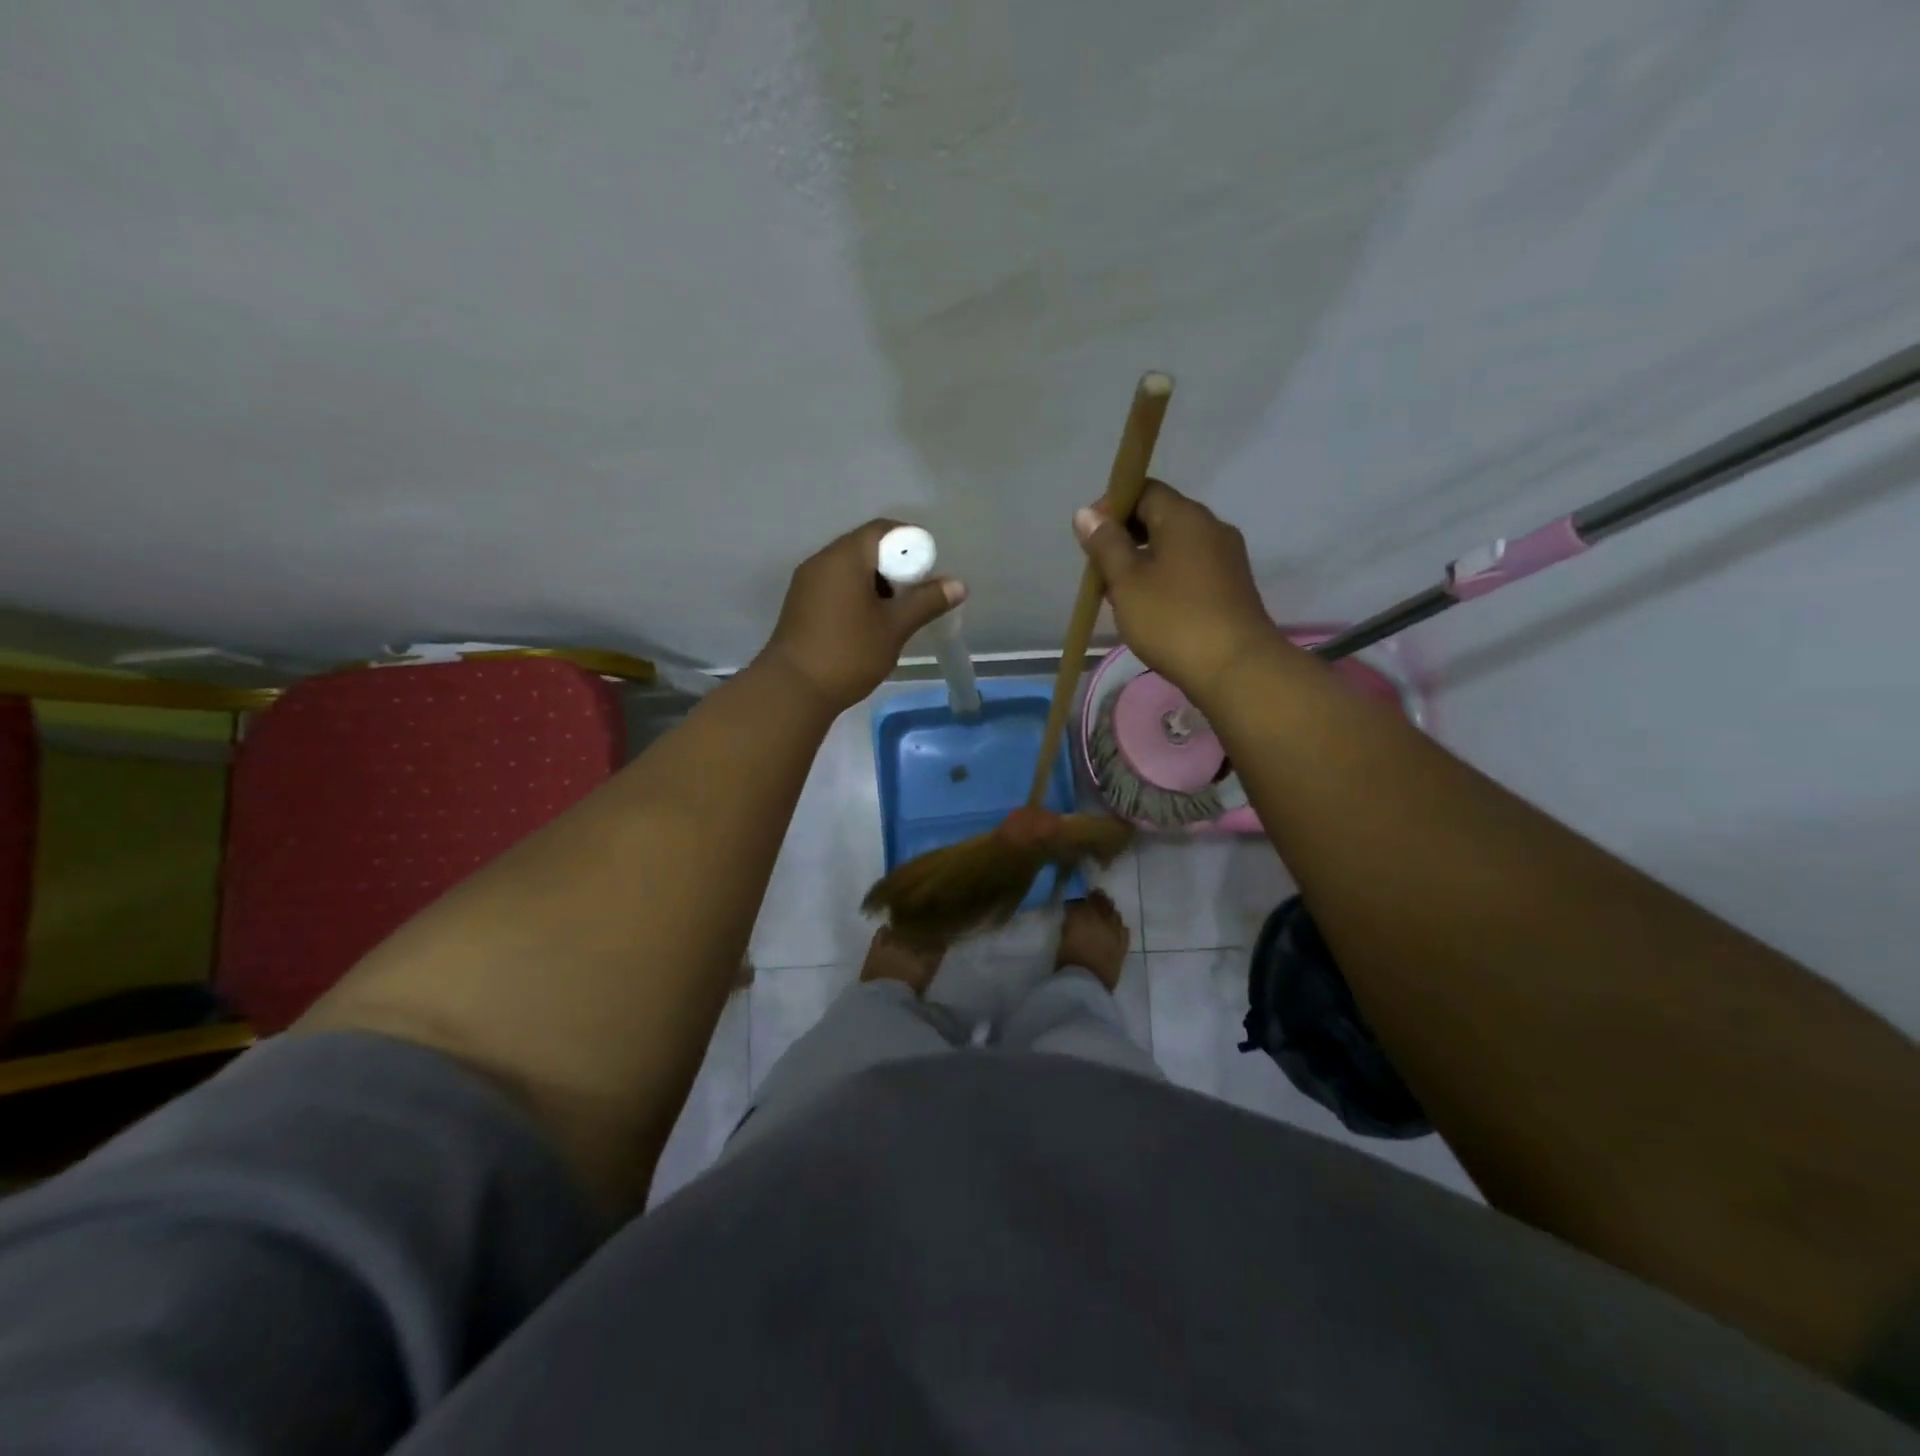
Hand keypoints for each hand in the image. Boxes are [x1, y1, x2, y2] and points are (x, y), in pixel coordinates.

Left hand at [760, 518, 964, 713]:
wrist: (793, 690)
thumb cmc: (848, 653)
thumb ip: (926, 601)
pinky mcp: (801, 604)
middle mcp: (822, 560)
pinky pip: (835, 586)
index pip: (883, 530)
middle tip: (915, 596)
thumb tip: (958, 584)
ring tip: (894, 614)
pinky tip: (868, 624)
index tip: (928, 571)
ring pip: (850, 569)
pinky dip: (857, 595)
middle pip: (866, 547)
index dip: (911, 543)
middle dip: (895, 566)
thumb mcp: (894, 627)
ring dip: (876, 583)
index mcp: (845, 557)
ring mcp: (807, 582)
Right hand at [1074, 479, 1283, 700]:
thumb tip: (1086, 513)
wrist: (1235, 668)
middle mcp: (1211, 527)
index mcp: (1185, 517)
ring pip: (1175, 546)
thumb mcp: (1127, 582)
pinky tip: (1150, 609)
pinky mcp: (1232, 587)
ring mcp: (1226, 558)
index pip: (1144, 491)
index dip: (1112, 507)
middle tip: (1100, 571)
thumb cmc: (1173, 619)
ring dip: (1144, 562)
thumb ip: (1105, 545)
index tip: (1090, 538)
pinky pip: (1191, 569)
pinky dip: (1166, 579)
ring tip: (1120, 595)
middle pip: (1161, 517)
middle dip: (1126, 538)